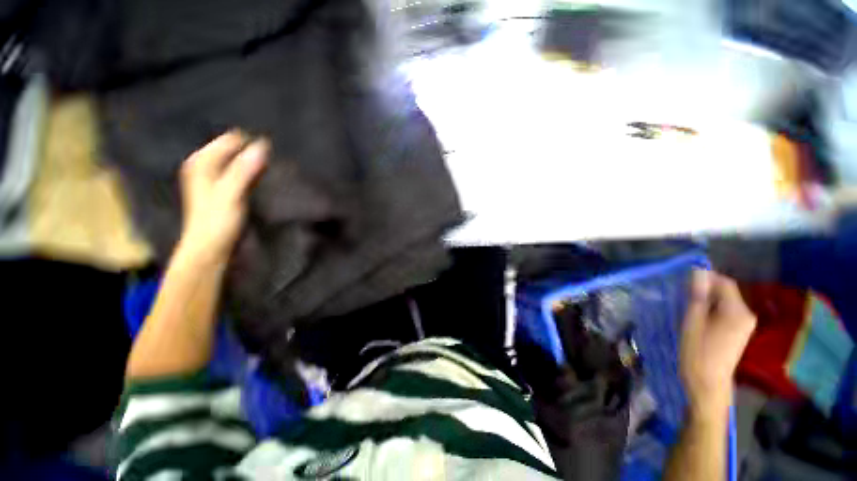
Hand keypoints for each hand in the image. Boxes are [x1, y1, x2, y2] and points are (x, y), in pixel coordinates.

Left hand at [178, 131, 267, 263]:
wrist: (211, 249)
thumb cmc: (216, 223)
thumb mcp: (229, 194)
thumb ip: (244, 170)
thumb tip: (262, 146)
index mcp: (203, 162)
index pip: (231, 140)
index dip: (251, 143)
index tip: (272, 147)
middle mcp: (208, 167)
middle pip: (236, 150)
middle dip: (255, 151)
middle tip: (277, 156)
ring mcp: (219, 179)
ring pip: (242, 162)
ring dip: (258, 163)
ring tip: (277, 164)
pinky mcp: (229, 191)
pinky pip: (246, 174)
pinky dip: (257, 173)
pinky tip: (269, 176)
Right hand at [680, 270, 756, 414]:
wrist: (708, 383)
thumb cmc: (698, 352)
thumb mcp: (693, 321)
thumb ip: (697, 296)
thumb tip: (698, 272)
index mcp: (737, 311)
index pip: (724, 282)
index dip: (705, 277)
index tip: (684, 281)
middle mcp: (746, 315)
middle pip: (726, 292)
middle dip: (705, 290)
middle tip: (682, 295)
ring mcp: (744, 325)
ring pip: (725, 302)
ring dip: (707, 300)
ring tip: (687, 307)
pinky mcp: (739, 332)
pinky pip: (726, 312)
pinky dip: (712, 310)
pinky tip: (698, 318)